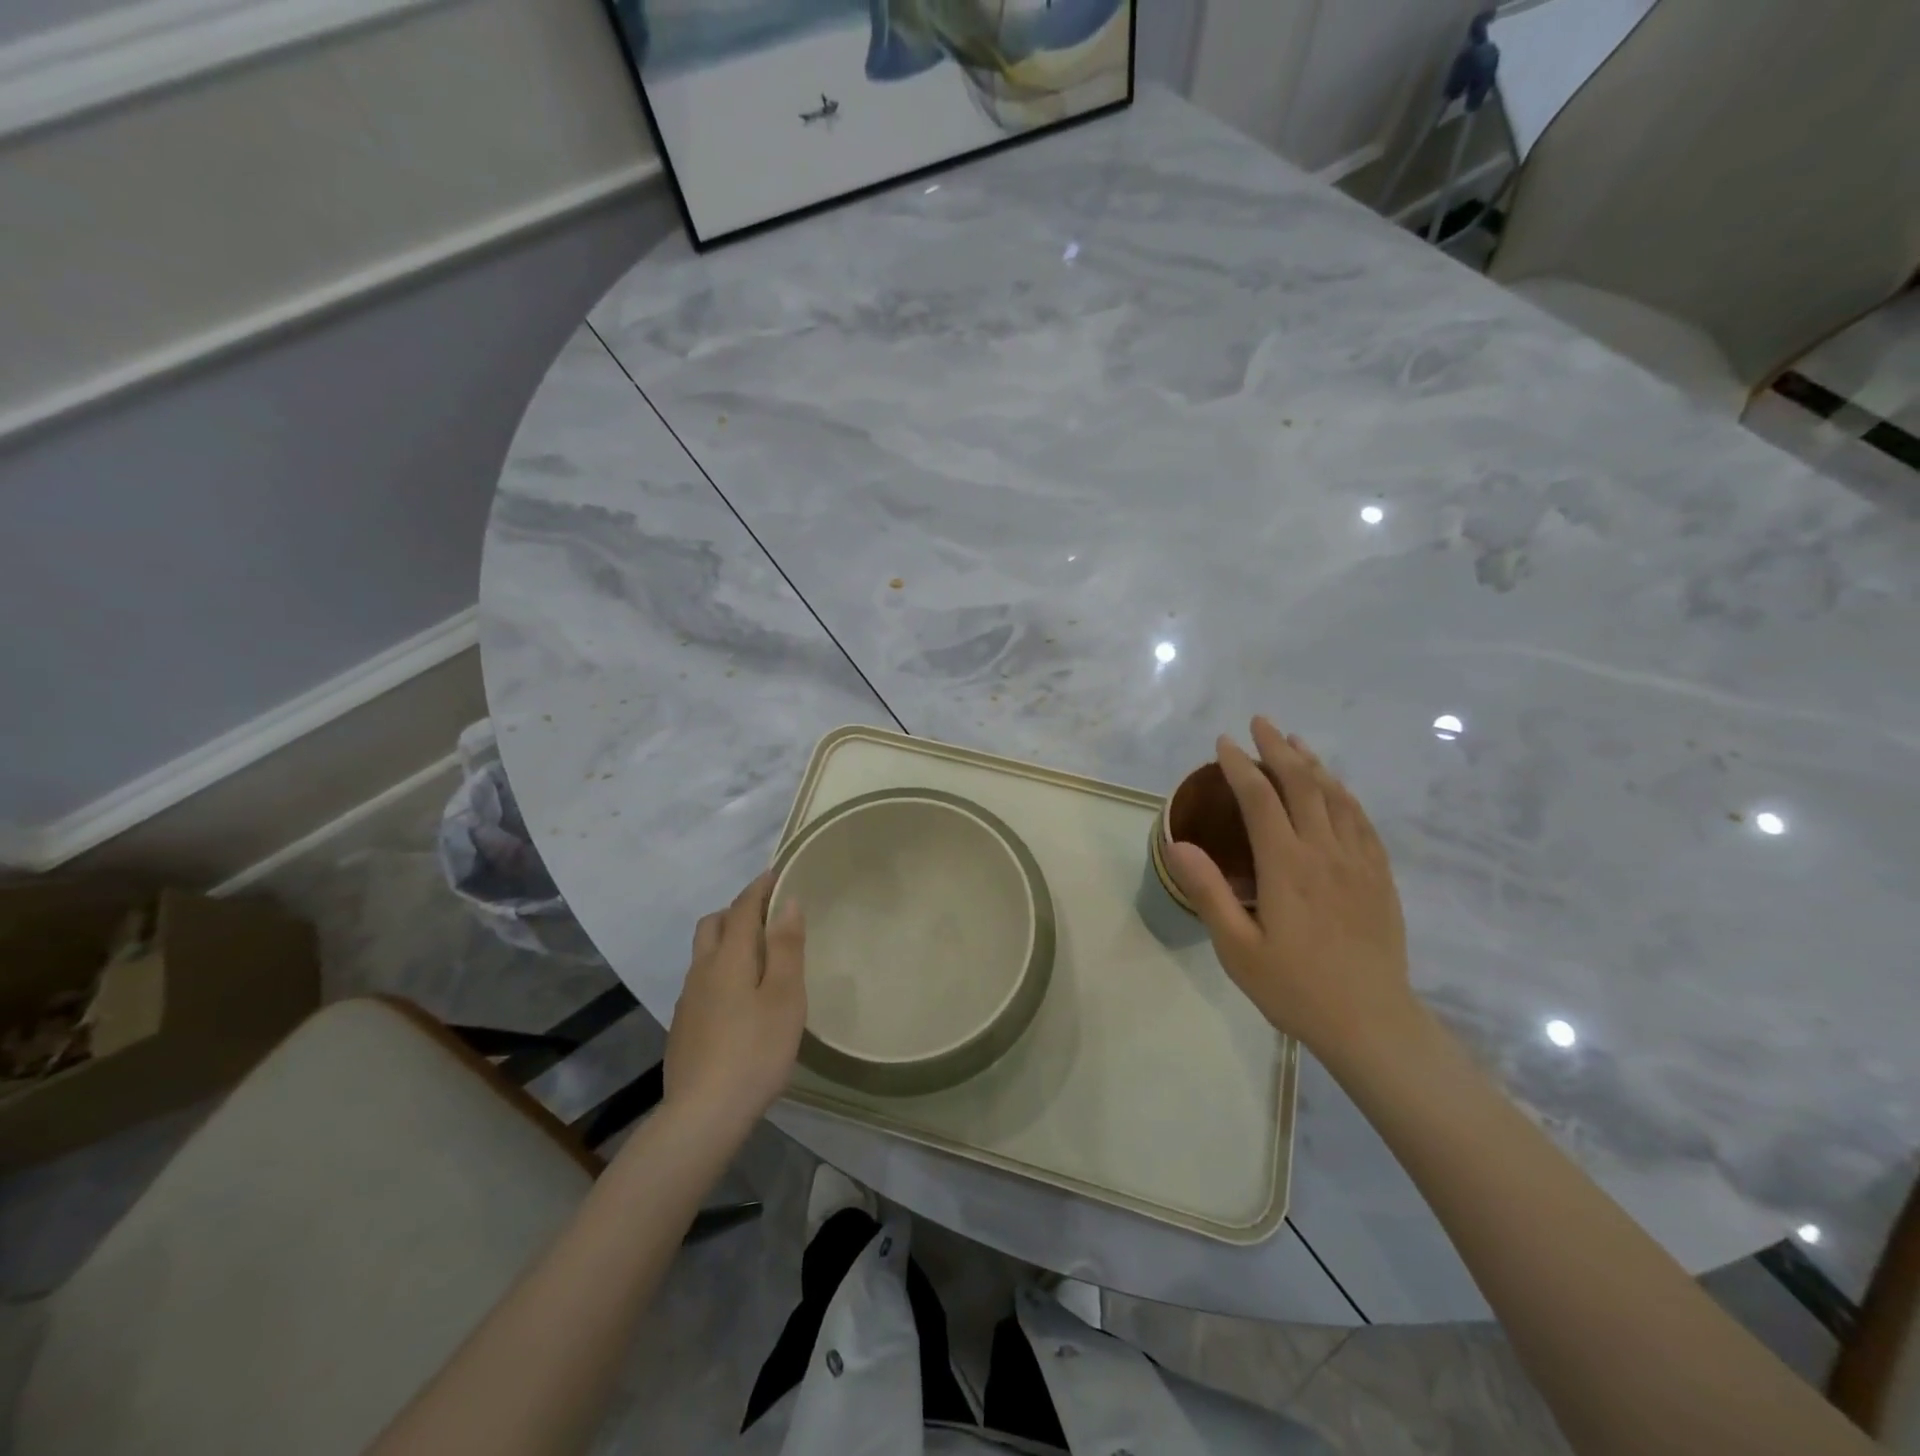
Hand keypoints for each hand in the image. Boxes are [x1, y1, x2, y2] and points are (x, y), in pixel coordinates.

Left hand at [663, 873, 806, 1134]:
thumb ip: (785, 946)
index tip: (775, 873)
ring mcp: (688, 1000)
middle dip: (736, 910)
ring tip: (757, 955)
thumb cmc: (755, 1049)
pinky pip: (702, 981)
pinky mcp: (684, 1027)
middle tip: (766, 915)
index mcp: (728, 958)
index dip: (758, 888)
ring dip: (726, 940)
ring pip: (704, 954)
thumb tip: (786, 901)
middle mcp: (701, 971)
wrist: (703, 1115)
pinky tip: (739, 998)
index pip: (741, 908)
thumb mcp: (784, 996)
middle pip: (712, 925)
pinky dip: (720, 970)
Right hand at [1165, 717, 1413, 1054]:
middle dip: (1278, 748)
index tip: (1223, 743)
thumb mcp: (1237, 947)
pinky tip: (1335, 788)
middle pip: (1302, 784)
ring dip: (1312, 763)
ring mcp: (1358, 861)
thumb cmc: (1295, 987)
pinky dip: (1343, 793)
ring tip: (1294, 742)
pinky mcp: (1379, 876)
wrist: (1372, 1022)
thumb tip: (1177, 843)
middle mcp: (1325, 851)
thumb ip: (1208, 891)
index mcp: (1287, 865)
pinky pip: (1362, 819)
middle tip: (1260, 723)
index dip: (1240, 765)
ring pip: (1336, 795)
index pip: (1260, 798)